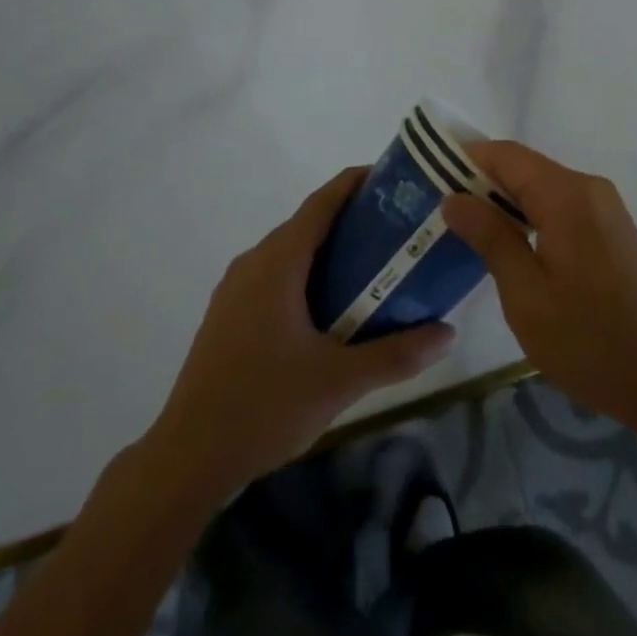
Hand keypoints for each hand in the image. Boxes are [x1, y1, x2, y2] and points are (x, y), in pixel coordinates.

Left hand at [149, 167, 454, 499]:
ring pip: (289, 251)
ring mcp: (235, 288)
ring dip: (327, 249)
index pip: (321, 202)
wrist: (187, 457)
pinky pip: (274, 275)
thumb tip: (449, 334)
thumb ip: (396, 354)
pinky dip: (305, 273)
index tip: (392, 178)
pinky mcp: (228, 313)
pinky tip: (329, 308)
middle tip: (396, 230)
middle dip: (350, 219)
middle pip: (307, 223)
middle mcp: (253, 262)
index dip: (355, 182)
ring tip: (371, 266)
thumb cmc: (263, 406)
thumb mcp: (338, 381)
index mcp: (278, 262)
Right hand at [442, 141, 636, 432]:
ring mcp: (604, 208)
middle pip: (524, 168)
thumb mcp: (525, 294)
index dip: (467, 159)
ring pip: (541, 187)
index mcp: (567, 196)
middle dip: (482, 182)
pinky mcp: (611, 228)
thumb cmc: (588, 341)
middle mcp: (588, 188)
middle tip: (441, 209)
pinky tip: (508, 243)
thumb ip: (489, 237)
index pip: (506, 155)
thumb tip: (453, 198)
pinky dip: (530, 215)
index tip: (429, 176)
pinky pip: (560, 205)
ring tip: (466, 228)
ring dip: (505, 201)